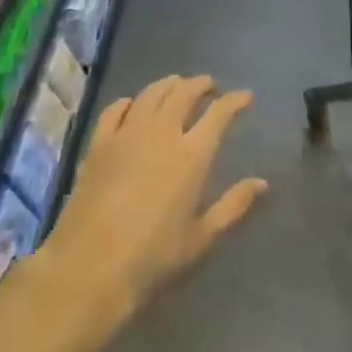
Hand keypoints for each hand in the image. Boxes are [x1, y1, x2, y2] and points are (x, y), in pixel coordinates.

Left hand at [37, 75, 264, 335]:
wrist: (90, 267)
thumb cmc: (153, 257)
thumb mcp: (202, 238)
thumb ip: (233, 206)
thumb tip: (261, 183)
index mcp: (191, 155)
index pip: (219, 114)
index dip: (235, 101)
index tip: (246, 96)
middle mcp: (161, 133)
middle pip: (184, 93)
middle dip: (202, 85)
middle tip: (211, 87)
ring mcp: (126, 134)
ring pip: (151, 93)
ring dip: (170, 85)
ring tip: (178, 86)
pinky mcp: (98, 143)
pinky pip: (117, 109)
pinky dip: (132, 101)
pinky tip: (135, 105)